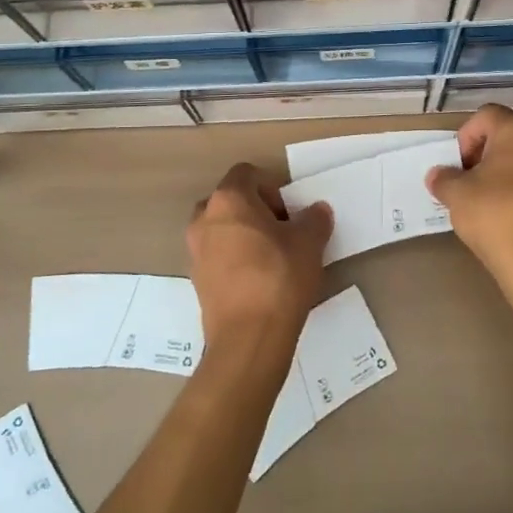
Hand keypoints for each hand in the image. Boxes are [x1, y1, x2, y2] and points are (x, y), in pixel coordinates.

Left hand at [187, 163, 331, 360]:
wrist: (248, 339)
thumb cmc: (279, 278)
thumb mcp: (309, 243)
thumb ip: (314, 219)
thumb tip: (316, 211)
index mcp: (228, 200)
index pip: (246, 173)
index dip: (271, 187)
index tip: (288, 214)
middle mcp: (204, 219)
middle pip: (230, 200)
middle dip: (255, 211)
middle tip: (281, 233)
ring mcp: (195, 251)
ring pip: (221, 229)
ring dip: (243, 236)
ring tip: (271, 259)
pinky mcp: (196, 280)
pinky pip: (217, 257)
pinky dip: (234, 260)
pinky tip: (258, 282)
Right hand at [427, 104, 512, 279]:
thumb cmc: (494, 213)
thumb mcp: (456, 193)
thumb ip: (443, 178)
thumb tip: (438, 176)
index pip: (485, 116)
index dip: (465, 137)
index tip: (458, 165)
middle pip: (503, 136)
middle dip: (480, 155)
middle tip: (464, 181)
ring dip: (496, 175)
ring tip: (479, 202)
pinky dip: (512, 192)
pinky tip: (499, 217)